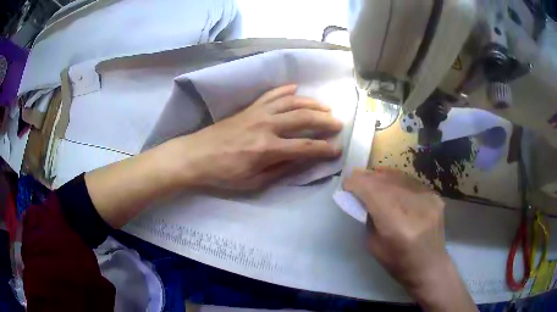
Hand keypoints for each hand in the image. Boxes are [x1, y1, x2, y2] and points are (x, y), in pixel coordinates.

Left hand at [171, 84, 341, 189]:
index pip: (305, 147)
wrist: (196, 155)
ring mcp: (257, 113)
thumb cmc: (223, 174)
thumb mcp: (253, 183)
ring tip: (325, 106)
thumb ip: (280, 171)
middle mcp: (266, 126)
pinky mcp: (249, 108)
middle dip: (324, 121)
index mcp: (267, 149)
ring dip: (311, 103)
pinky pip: (270, 94)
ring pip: (290, 102)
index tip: (337, 149)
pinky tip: (295, 88)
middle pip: (303, 118)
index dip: (324, 149)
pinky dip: (284, 90)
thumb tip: (302, 161)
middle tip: (338, 123)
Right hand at [343, 168, 476, 311]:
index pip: (372, 191)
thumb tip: (362, 195)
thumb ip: (368, 217)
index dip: (356, 183)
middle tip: (356, 179)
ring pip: (398, 176)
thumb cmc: (398, 263)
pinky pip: (410, 181)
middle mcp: (415, 207)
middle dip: (367, 177)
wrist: (430, 265)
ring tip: (372, 178)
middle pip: (385, 181)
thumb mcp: (373, 244)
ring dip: (381, 176)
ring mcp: (428, 198)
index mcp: (397, 225)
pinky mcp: (434, 195)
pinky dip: (397, 180)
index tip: (346, 184)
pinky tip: (391, 184)